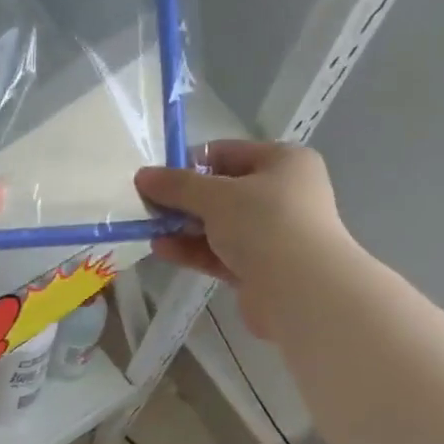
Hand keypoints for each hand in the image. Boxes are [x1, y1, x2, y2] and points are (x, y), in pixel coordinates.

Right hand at [135, 140, 354, 337]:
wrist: (300, 290)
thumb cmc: (265, 224)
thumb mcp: (216, 196)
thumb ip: (178, 186)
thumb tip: (143, 175)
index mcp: (283, 162)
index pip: (229, 153)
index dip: (191, 163)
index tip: (158, 178)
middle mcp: (282, 194)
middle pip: (223, 192)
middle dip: (184, 200)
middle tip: (148, 206)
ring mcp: (272, 235)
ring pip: (220, 226)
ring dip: (185, 228)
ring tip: (149, 230)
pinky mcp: (259, 269)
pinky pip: (220, 254)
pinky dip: (193, 251)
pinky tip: (162, 250)